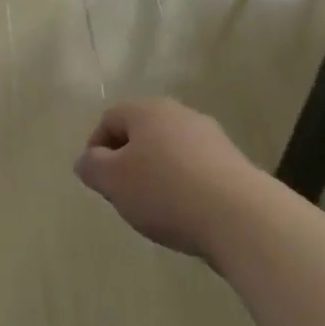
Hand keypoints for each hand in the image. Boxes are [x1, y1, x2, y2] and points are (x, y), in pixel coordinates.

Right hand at [75, 99, 268, 262]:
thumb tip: (86, 159)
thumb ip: (92, 167)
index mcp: (147, 110)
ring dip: (157, 173)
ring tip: (155, 208)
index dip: (96, 148)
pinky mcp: (231, 161)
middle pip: (142, 132)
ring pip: (169, 150)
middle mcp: (178, 113)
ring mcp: (209, 135)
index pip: (110, 118)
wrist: (238, 215)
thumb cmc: (165, 191)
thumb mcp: (114, 182)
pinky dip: (184, 185)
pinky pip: (195, 168)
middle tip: (123, 194)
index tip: (97, 181)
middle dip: (127, 161)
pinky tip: (185, 212)